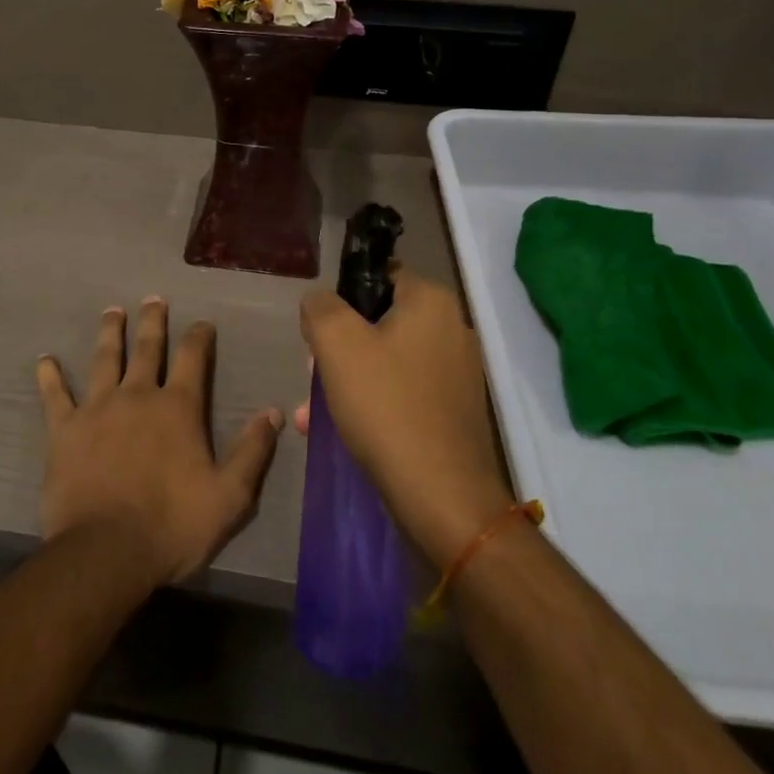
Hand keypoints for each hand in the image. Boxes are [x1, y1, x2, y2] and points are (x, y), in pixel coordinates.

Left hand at [37, 298, 283, 585]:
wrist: (106, 551)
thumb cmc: (172, 525)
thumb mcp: (229, 496)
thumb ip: (252, 451)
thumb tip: (274, 412)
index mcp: (177, 408)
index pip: (193, 358)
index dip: (199, 337)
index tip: (202, 324)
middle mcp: (137, 395)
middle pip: (147, 347)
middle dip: (152, 321)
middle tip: (152, 299)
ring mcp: (97, 408)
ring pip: (104, 359)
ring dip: (110, 333)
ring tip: (112, 312)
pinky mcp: (65, 429)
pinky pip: (55, 395)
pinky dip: (49, 376)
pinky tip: (45, 359)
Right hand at [299, 269, 510, 567]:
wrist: (442, 497)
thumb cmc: (386, 406)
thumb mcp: (336, 343)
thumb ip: (320, 306)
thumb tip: (320, 302)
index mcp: (432, 301)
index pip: (376, 276)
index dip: (340, 300)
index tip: (319, 333)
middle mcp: (453, 329)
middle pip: (379, 320)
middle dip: (340, 346)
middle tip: (315, 374)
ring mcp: (459, 373)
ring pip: (388, 360)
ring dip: (349, 378)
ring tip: (315, 412)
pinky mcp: (455, 411)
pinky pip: (403, 392)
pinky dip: (373, 403)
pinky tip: (344, 429)